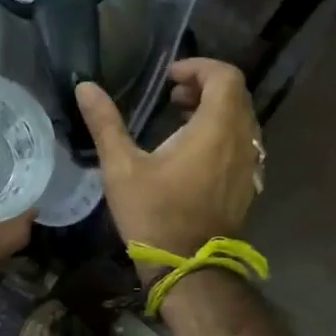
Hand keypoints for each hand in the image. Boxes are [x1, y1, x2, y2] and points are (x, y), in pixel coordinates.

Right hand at [75, 58, 261, 276]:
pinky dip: (223, 135)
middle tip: (172, 96)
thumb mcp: (121, 167)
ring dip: (215, 111)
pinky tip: (194, 153)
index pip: (225, 76)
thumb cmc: (154, 214)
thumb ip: (105, 123)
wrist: (188, 267)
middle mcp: (243, 141)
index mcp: (216, 128)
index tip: (169, 78)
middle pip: (236, 95)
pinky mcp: (247, 186)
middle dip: (205, 87)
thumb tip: (85, 87)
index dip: (198, 68)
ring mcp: (250, 165)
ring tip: (180, 120)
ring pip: (242, 121)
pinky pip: (243, 145)